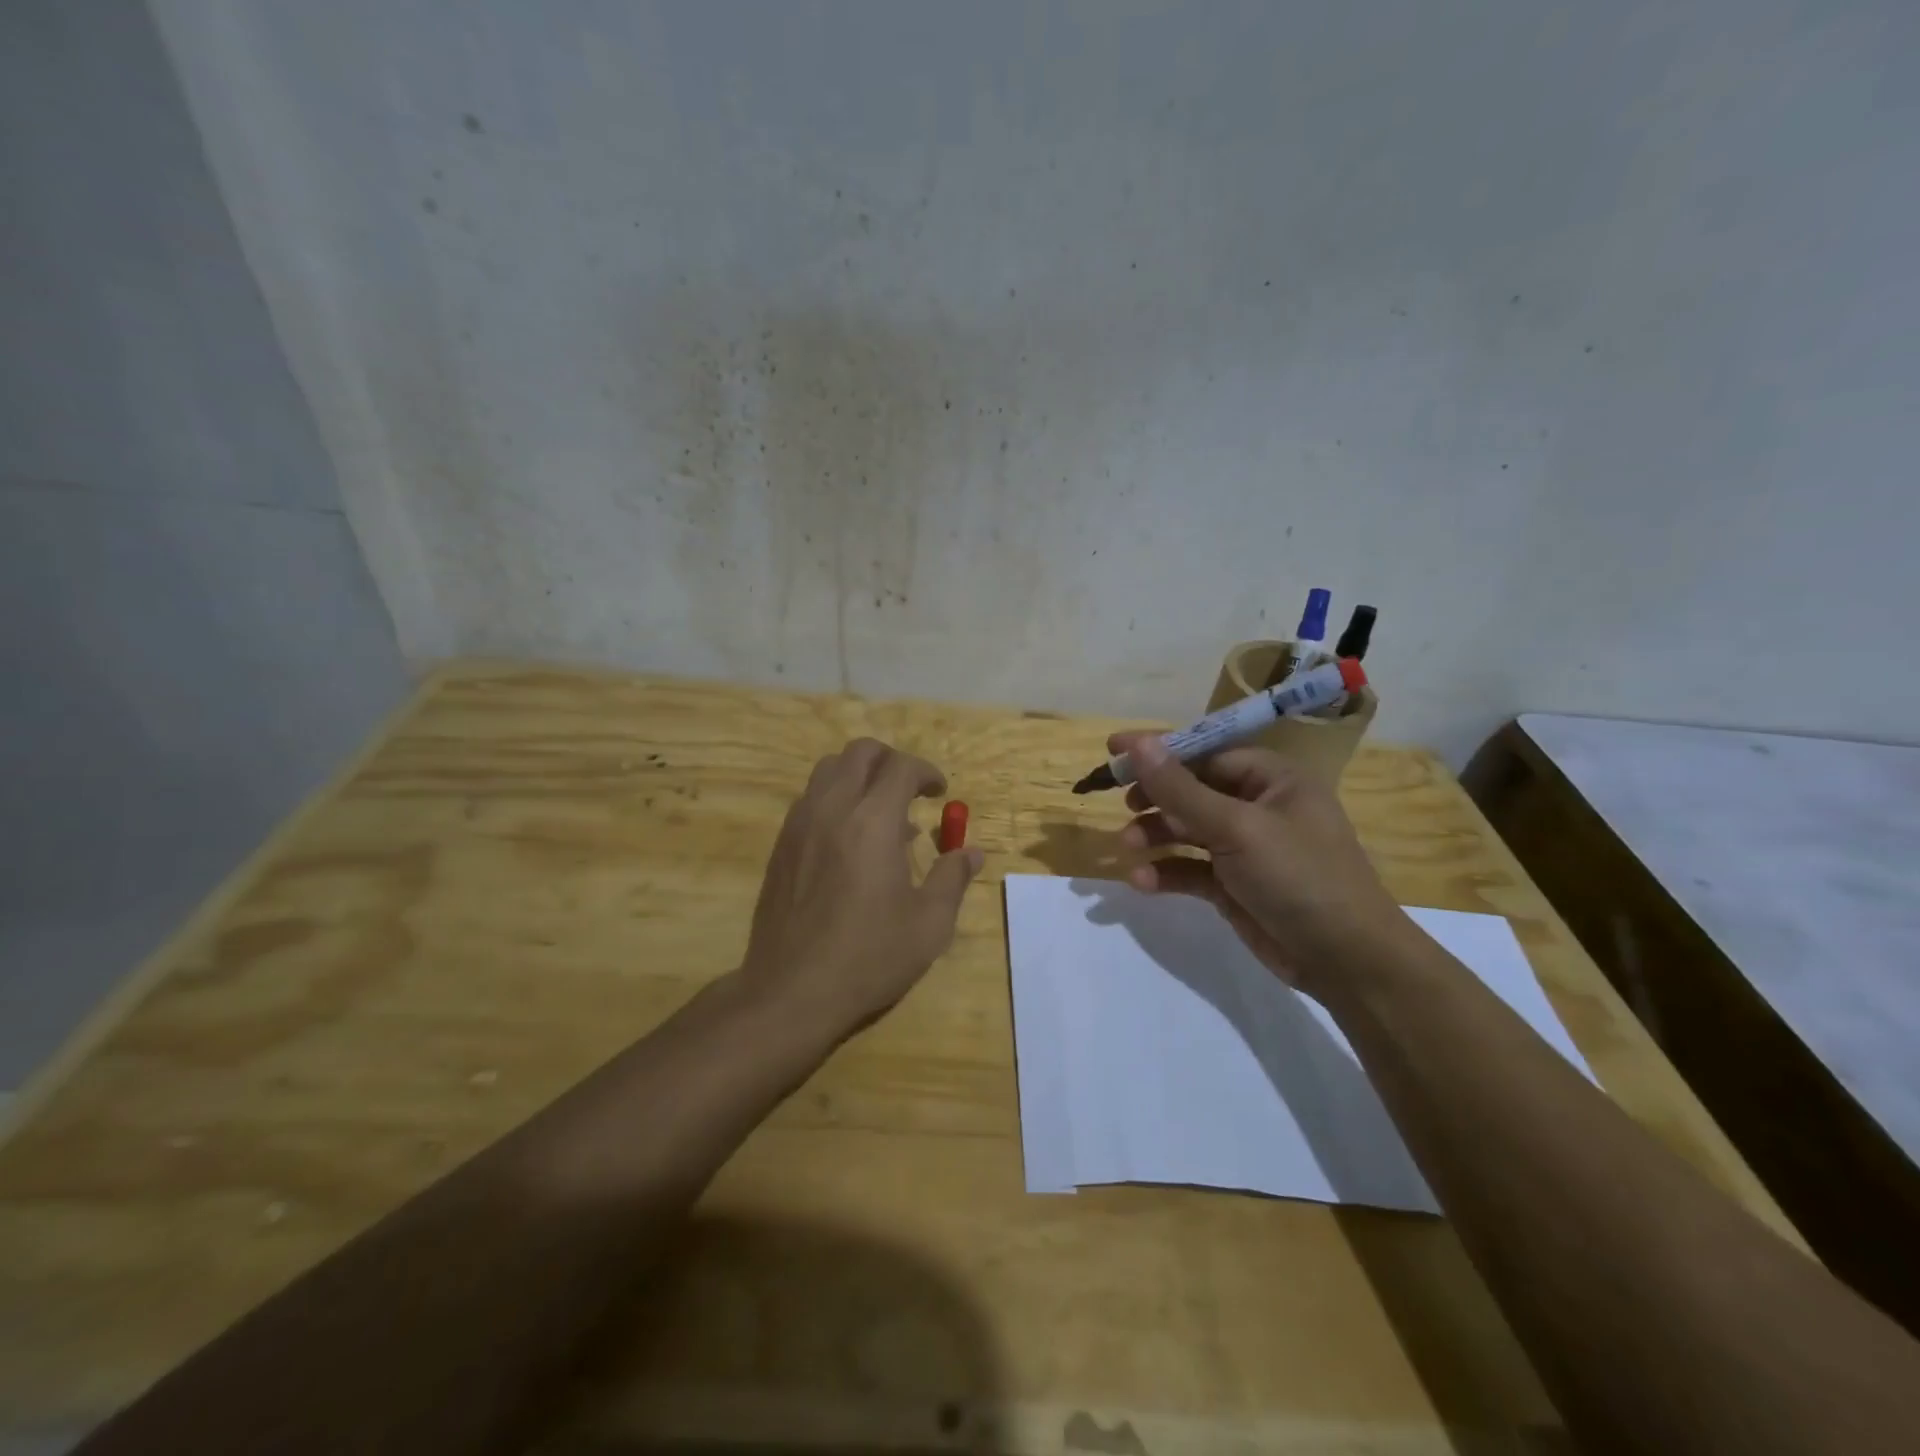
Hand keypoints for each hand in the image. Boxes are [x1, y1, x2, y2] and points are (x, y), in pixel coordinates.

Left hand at [739, 738, 983, 1040]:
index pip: (901, 767)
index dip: (926, 772)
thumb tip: (971, 853)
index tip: (939, 794)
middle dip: (891, 761)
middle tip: (911, 791)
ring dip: (859, 776)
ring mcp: (799, 825)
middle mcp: (832, 810)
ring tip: (880, 812)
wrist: (790, 993)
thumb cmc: (868, 958)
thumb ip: (952, 879)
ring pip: (828, 769)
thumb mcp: (928, 925)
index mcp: (873, 822)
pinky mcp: (781, 845)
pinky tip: (849, 841)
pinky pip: (809, 798)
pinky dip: (835, 799)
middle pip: (860, 753)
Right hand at [1113, 733, 1408, 997]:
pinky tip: (1142, 882)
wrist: (1346, 961)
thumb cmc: (1299, 876)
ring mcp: (1245, 848)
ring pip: (1187, 831)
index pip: (1206, 753)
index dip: (1160, 751)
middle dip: (1156, 798)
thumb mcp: (1237, 827)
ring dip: (1156, 836)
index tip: (1114, 750)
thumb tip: (1137, 744)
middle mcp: (1258, 807)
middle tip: (1122, 805)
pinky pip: (1190, 869)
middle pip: (1192, 791)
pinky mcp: (1233, 885)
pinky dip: (1166, 872)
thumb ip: (1181, 788)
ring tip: (1128, 846)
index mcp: (1272, 779)